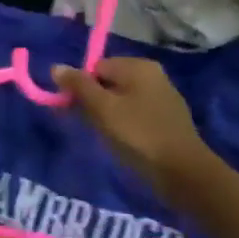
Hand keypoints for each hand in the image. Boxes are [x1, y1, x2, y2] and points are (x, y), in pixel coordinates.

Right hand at [52, 57, 213, 197]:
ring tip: (104, 136)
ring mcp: (162, 97)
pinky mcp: (166, 119)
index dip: (80, 87)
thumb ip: (78, 86)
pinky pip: (135, 114)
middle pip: (108, 82)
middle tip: (87, 125)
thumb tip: (56, 67)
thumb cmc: (138, 134)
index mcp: (138, 66)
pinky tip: (122, 142)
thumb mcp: (102, 108)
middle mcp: (152, 75)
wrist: (182, 171)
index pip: (96, 67)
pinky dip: (123, 125)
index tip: (72, 110)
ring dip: (106, 115)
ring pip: (121, 100)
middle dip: (92, 102)